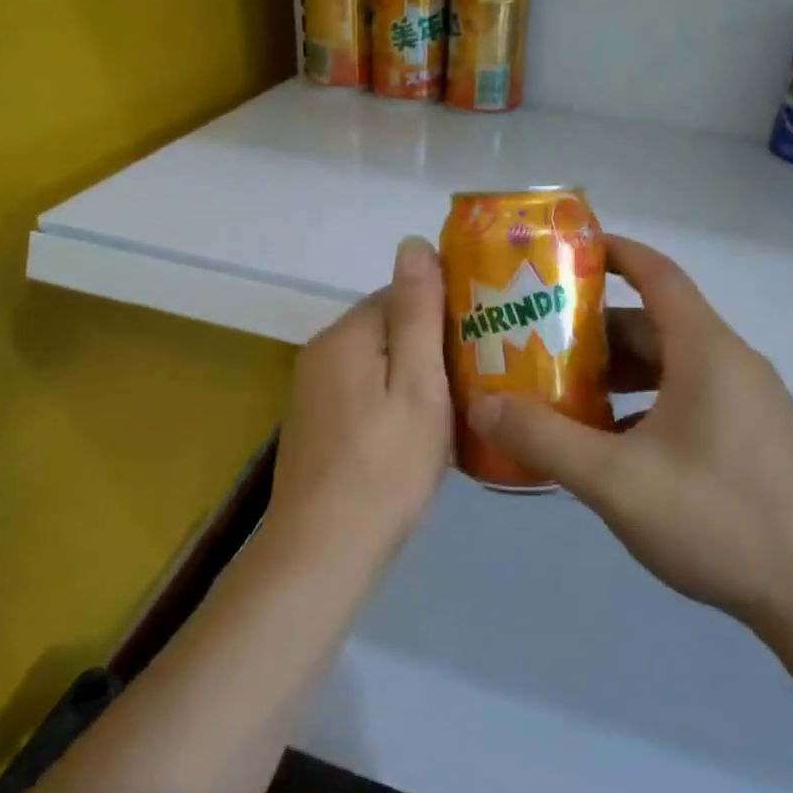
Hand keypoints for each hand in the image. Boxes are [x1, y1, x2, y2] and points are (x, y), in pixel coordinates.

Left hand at [267, 236, 453, 561]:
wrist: (324, 550)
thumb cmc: (385, 466)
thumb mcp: (417, 384)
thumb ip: (416, 312)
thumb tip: (412, 242)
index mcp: (346, 335)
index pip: (401, 295)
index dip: (444, 314)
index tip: (480, 344)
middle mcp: (321, 352)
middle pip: (387, 328)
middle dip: (429, 347)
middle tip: (474, 382)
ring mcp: (312, 391)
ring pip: (377, 363)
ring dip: (412, 377)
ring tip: (453, 408)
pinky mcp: (314, 423)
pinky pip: (362, 392)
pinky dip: (391, 402)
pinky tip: (414, 435)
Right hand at [467, 235, 792, 627]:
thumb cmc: (717, 519)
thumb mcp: (617, 481)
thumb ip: (544, 440)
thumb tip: (481, 405)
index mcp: (706, 350)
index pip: (657, 273)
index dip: (612, 253)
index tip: (563, 254)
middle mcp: (729, 362)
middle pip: (653, 324)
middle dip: (593, 328)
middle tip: (534, 339)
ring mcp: (744, 401)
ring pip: (667, 365)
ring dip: (615, 372)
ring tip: (558, 390)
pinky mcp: (748, 436)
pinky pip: (684, 398)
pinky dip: (640, 404)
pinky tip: (605, 442)